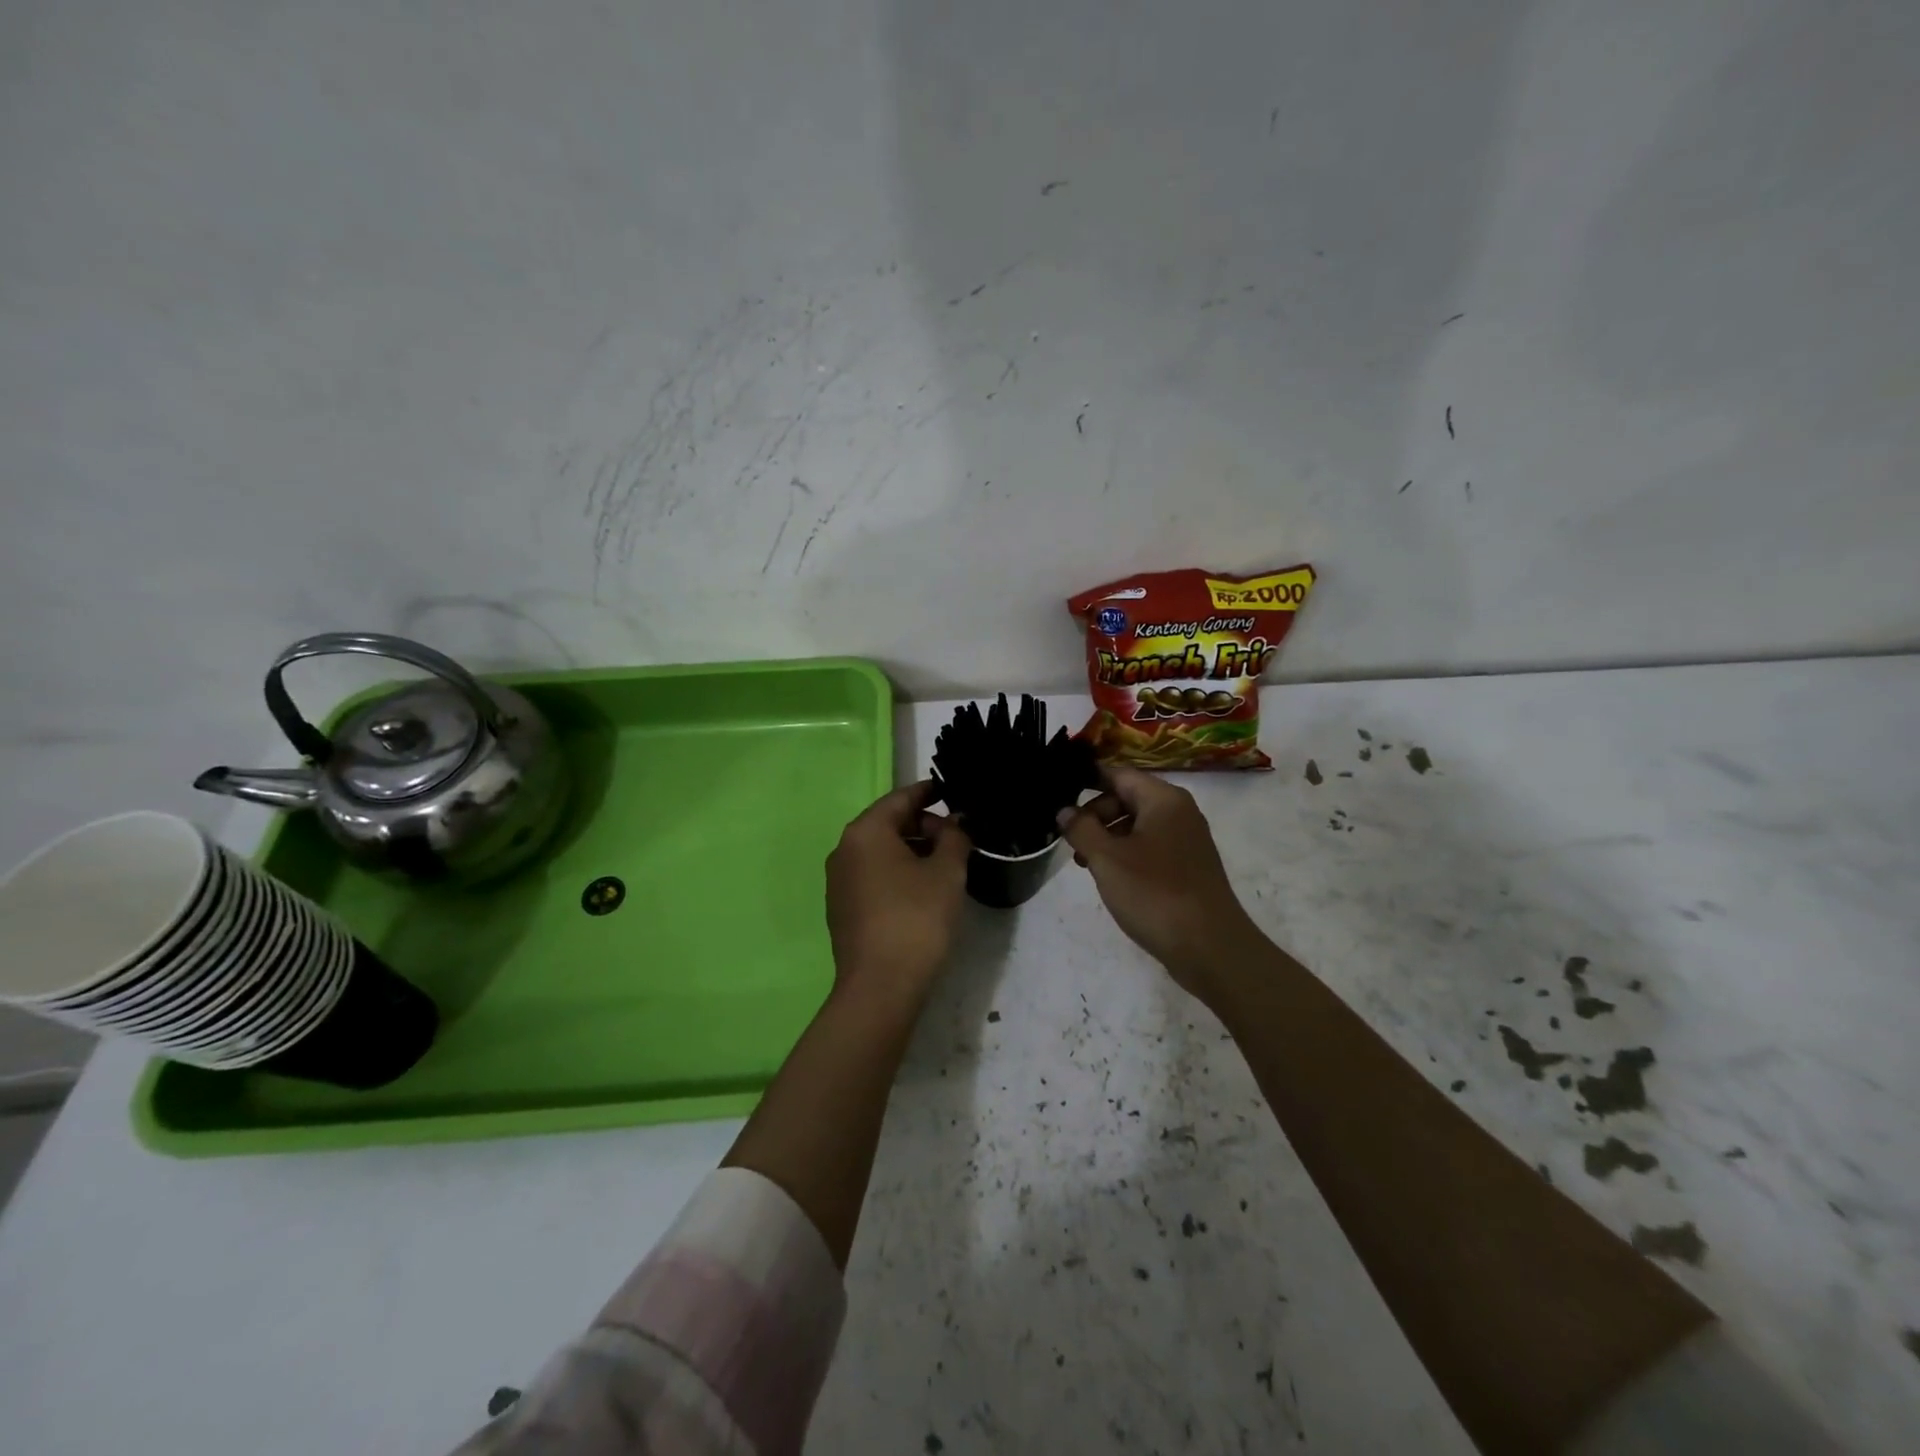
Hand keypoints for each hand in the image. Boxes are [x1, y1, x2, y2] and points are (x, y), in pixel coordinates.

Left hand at [825, 781, 971, 1009]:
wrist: (880, 987)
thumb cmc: (916, 919)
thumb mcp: (947, 872)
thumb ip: (954, 838)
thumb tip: (953, 825)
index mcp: (865, 832)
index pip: (900, 799)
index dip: (928, 792)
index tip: (951, 791)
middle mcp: (844, 850)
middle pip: (888, 823)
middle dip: (923, 825)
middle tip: (957, 836)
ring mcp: (839, 881)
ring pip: (880, 851)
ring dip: (912, 850)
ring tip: (945, 863)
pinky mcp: (842, 908)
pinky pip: (873, 875)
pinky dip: (897, 872)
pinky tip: (922, 889)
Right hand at [1057, 765, 1261, 999]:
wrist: (1210, 947)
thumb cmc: (1154, 893)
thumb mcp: (1107, 859)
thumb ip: (1081, 829)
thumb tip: (1065, 810)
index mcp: (1163, 799)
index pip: (1119, 774)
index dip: (1087, 780)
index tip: (1059, 794)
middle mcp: (1179, 812)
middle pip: (1128, 797)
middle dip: (1095, 815)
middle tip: (1071, 841)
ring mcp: (1187, 839)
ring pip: (1138, 825)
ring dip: (1108, 837)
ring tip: (1085, 863)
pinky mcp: (1188, 866)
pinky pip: (1151, 846)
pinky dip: (1127, 854)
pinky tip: (1112, 878)